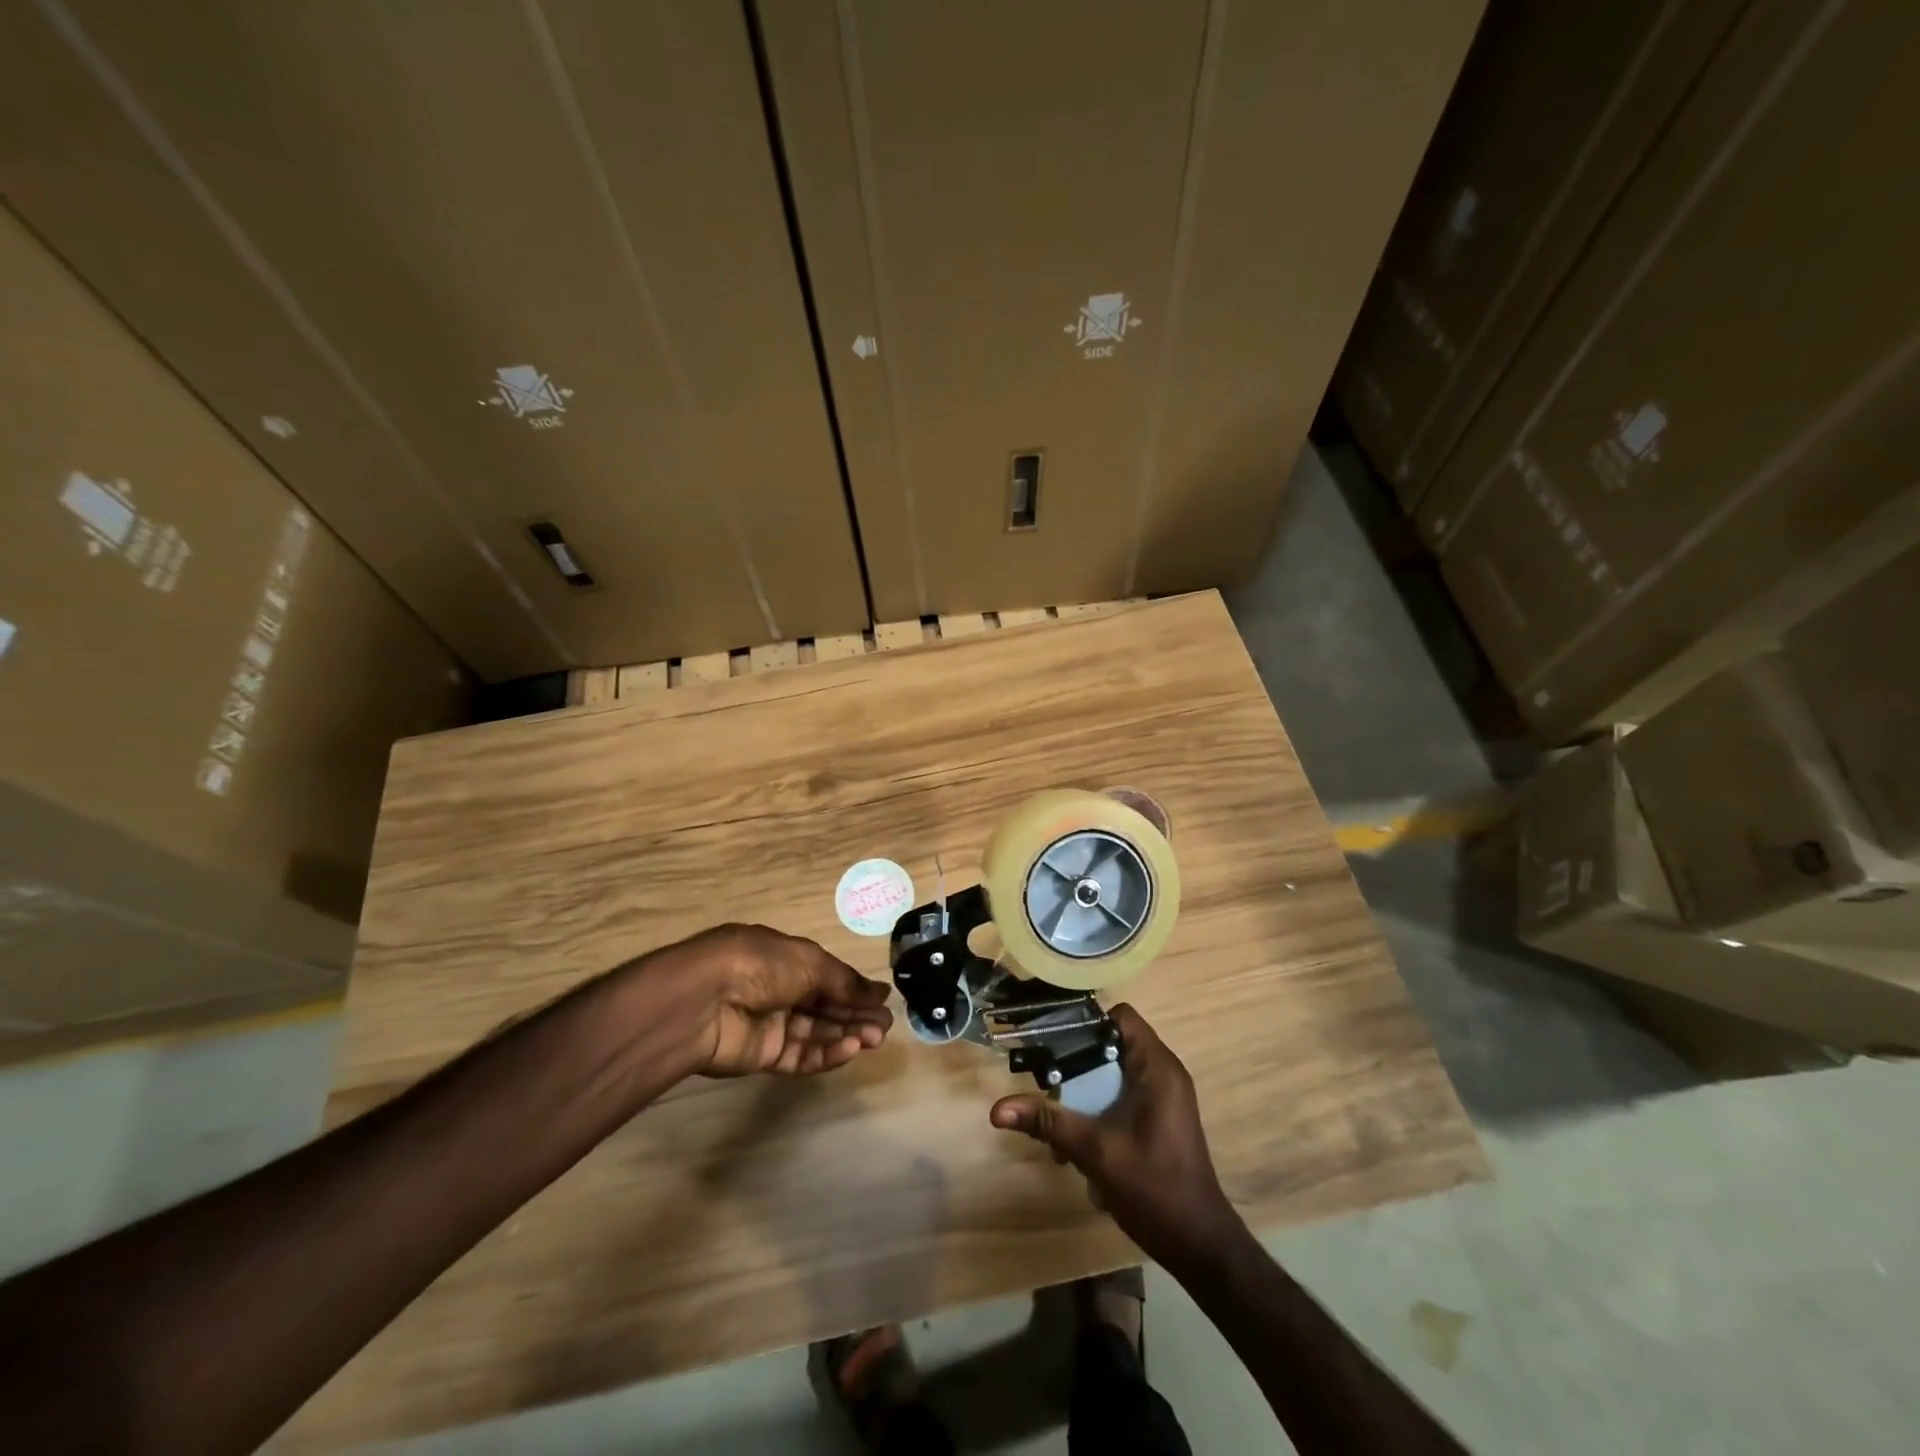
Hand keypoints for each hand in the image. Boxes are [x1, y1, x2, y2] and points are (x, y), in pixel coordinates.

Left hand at [662, 924, 893, 1077]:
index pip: (826, 975)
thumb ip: (844, 982)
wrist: (704, 1001)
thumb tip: (879, 993)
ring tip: (875, 1038)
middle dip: (855, 1014)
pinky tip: (850, 1048)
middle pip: (824, 1005)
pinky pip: (801, 1056)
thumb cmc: (759, 965)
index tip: (882, 1001)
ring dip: (847, 1034)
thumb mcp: (809, 961)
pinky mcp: (763, 1056)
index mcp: (784, 958)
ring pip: (816, 1032)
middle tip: (885, 1025)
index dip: (854, 988)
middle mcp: (778, 989)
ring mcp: (770, 1024)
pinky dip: (826, 1053)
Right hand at [990, 1004, 1240, 1268]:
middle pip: (1112, 1043)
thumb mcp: (1095, 1151)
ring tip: (1058, 1119)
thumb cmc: (1153, 1189)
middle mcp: (1164, 1073)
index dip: (1085, 1020)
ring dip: (1085, 1091)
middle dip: (1076, 1061)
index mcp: (1157, 1068)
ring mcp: (1164, 1096)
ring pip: (1114, 1072)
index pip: (1120, 1016)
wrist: (1199, 1246)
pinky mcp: (1160, 1117)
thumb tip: (997, 1109)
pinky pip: (1123, 1094)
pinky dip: (1100, 1107)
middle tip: (1045, 1079)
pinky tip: (1080, 1143)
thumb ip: (1049, 1123)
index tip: (1051, 1038)